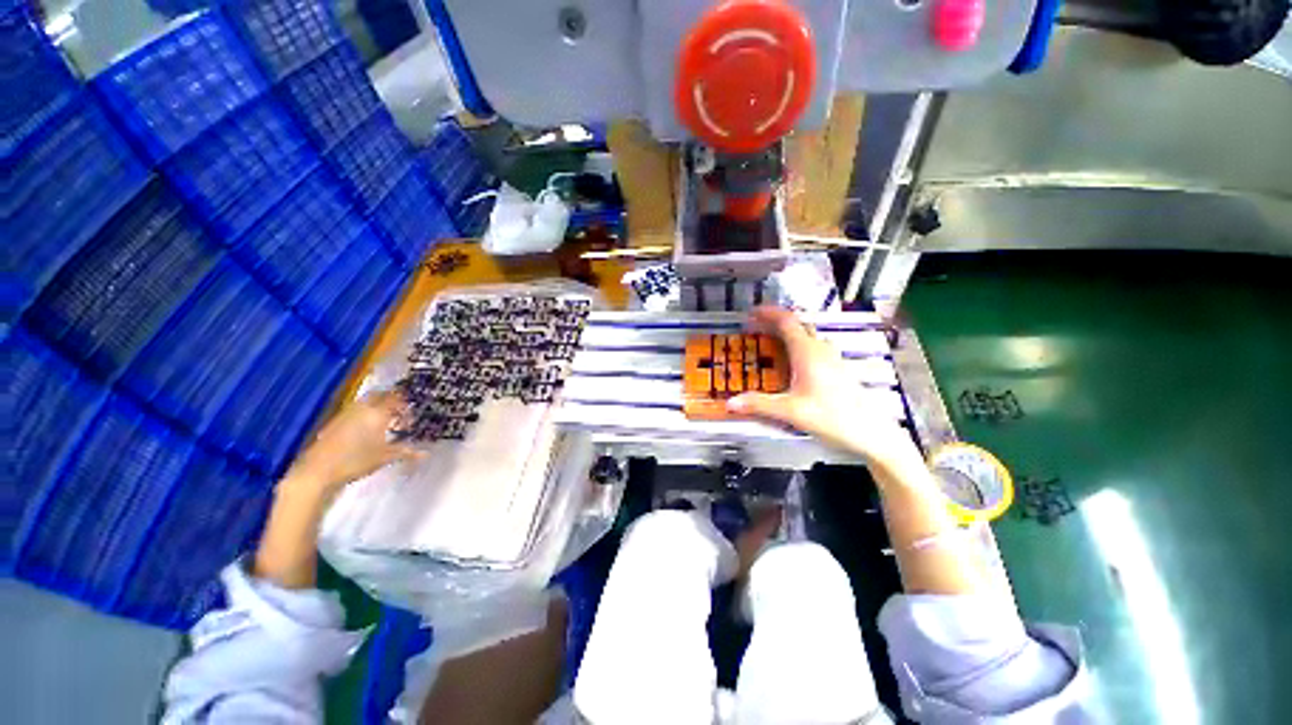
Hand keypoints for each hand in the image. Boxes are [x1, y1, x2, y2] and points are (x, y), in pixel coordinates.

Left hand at [283, 390, 422, 498]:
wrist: (317, 471)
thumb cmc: (356, 461)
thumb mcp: (385, 457)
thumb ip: (406, 452)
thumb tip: (425, 453)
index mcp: (377, 413)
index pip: (395, 398)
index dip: (405, 402)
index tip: (411, 410)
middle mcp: (362, 409)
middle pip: (378, 395)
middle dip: (390, 399)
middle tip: (399, 409)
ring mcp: (345, 414)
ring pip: (365, 402)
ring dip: (376, 406)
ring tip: (384, 419)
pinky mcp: (334, 423)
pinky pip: (354, 410)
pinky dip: (364, 413)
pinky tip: (366, 428)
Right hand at [727, 306, 919, 470]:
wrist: (872, 434)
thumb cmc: (833, 418)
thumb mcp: (791, 412)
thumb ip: (759, 404)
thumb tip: (730, 403)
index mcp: (807, 352)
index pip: (786, 321)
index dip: (768, 313)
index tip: (752, 312)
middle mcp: (820, 350)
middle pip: (796, 325)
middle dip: (775, 322)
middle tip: (756, 327)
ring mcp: (832, 358)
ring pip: (807, 336)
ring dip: (788, 333)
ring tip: (770, 342)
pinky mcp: (837, 369)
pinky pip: (814, 348)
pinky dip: (798, 346)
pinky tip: (792, 364)